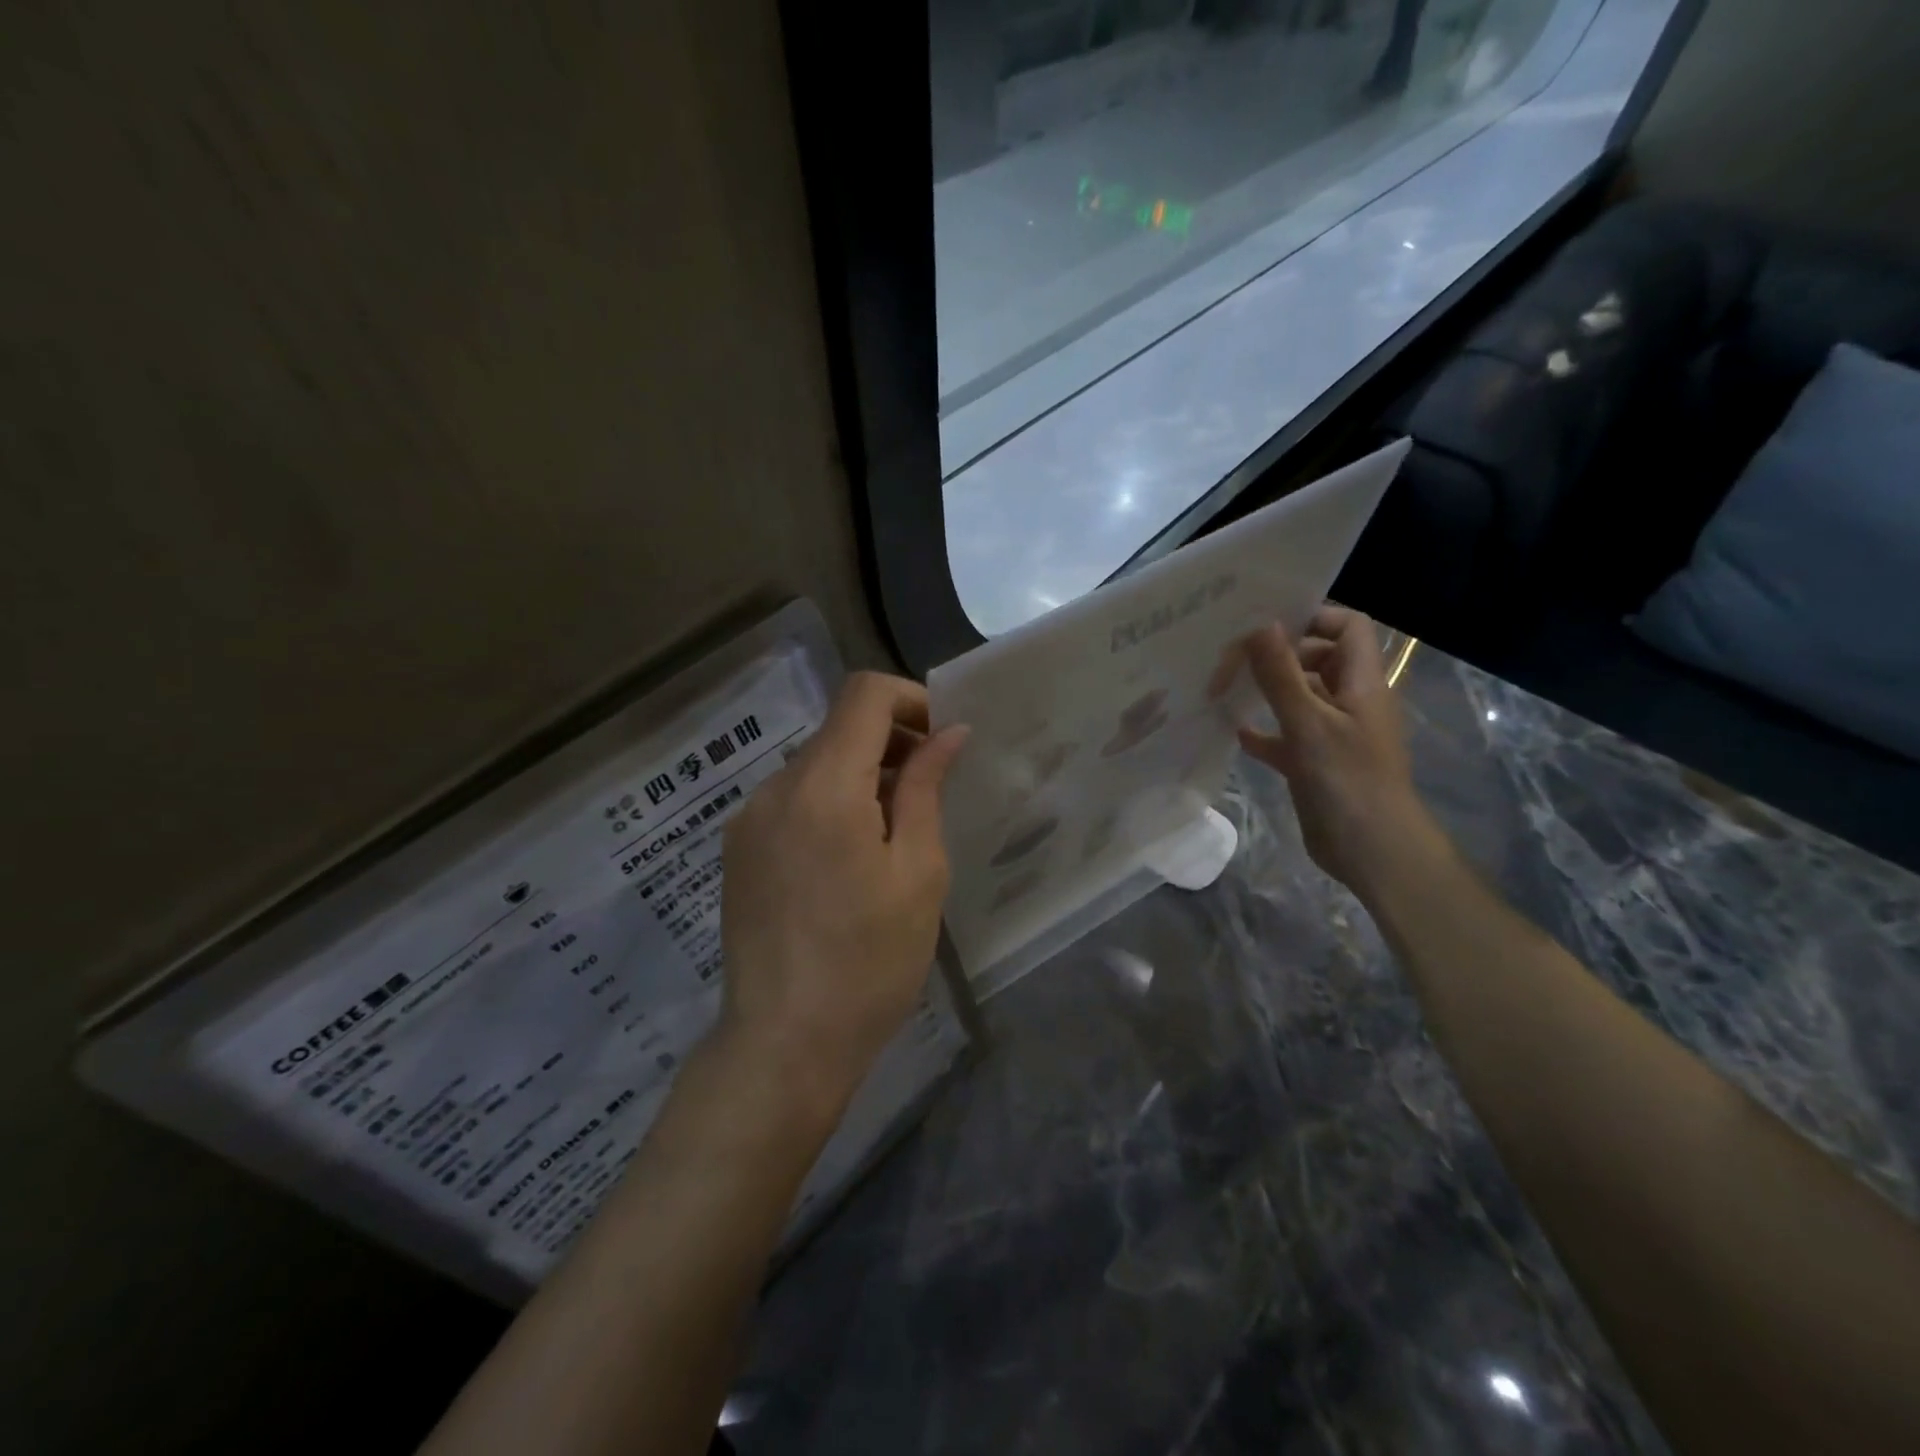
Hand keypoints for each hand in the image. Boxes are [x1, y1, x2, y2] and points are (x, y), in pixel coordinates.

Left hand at [716, 672, 967, 1124]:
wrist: (783, 1045)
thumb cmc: (869, 961)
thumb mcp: (918, 872)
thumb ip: (926, 788)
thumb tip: (948, 733)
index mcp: (824, 786)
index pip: (864, 694)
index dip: (911, 699)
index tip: (942, 740)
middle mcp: (775, 788)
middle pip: (839, 729)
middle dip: (892, 743)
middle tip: (931, 793)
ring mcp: (748, 819)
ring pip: (815, 765)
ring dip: (862, 776)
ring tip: (893, 836)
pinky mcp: (738, 849)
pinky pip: (792, 800)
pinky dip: (830, 803)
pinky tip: (849, 861)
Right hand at [1234, 607, 1435, 894]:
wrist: (1371, 851)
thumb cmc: (1347, 780)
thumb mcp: (1309, 723)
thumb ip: (1281, 674)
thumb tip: (1260, 622)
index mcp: (1361, 683)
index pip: (1347, 627)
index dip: (1313, 617)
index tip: (1265, 623)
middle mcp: (1349, 701)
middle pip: (1317, 659)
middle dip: (1277, 655)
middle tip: (1232, 658)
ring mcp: (1332, 734)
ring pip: (1299, 698)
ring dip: (1266, 692)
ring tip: (1223, 688)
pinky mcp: (1315, 763)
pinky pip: (1286, 736)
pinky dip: (1263, 731)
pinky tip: (1234, 732)